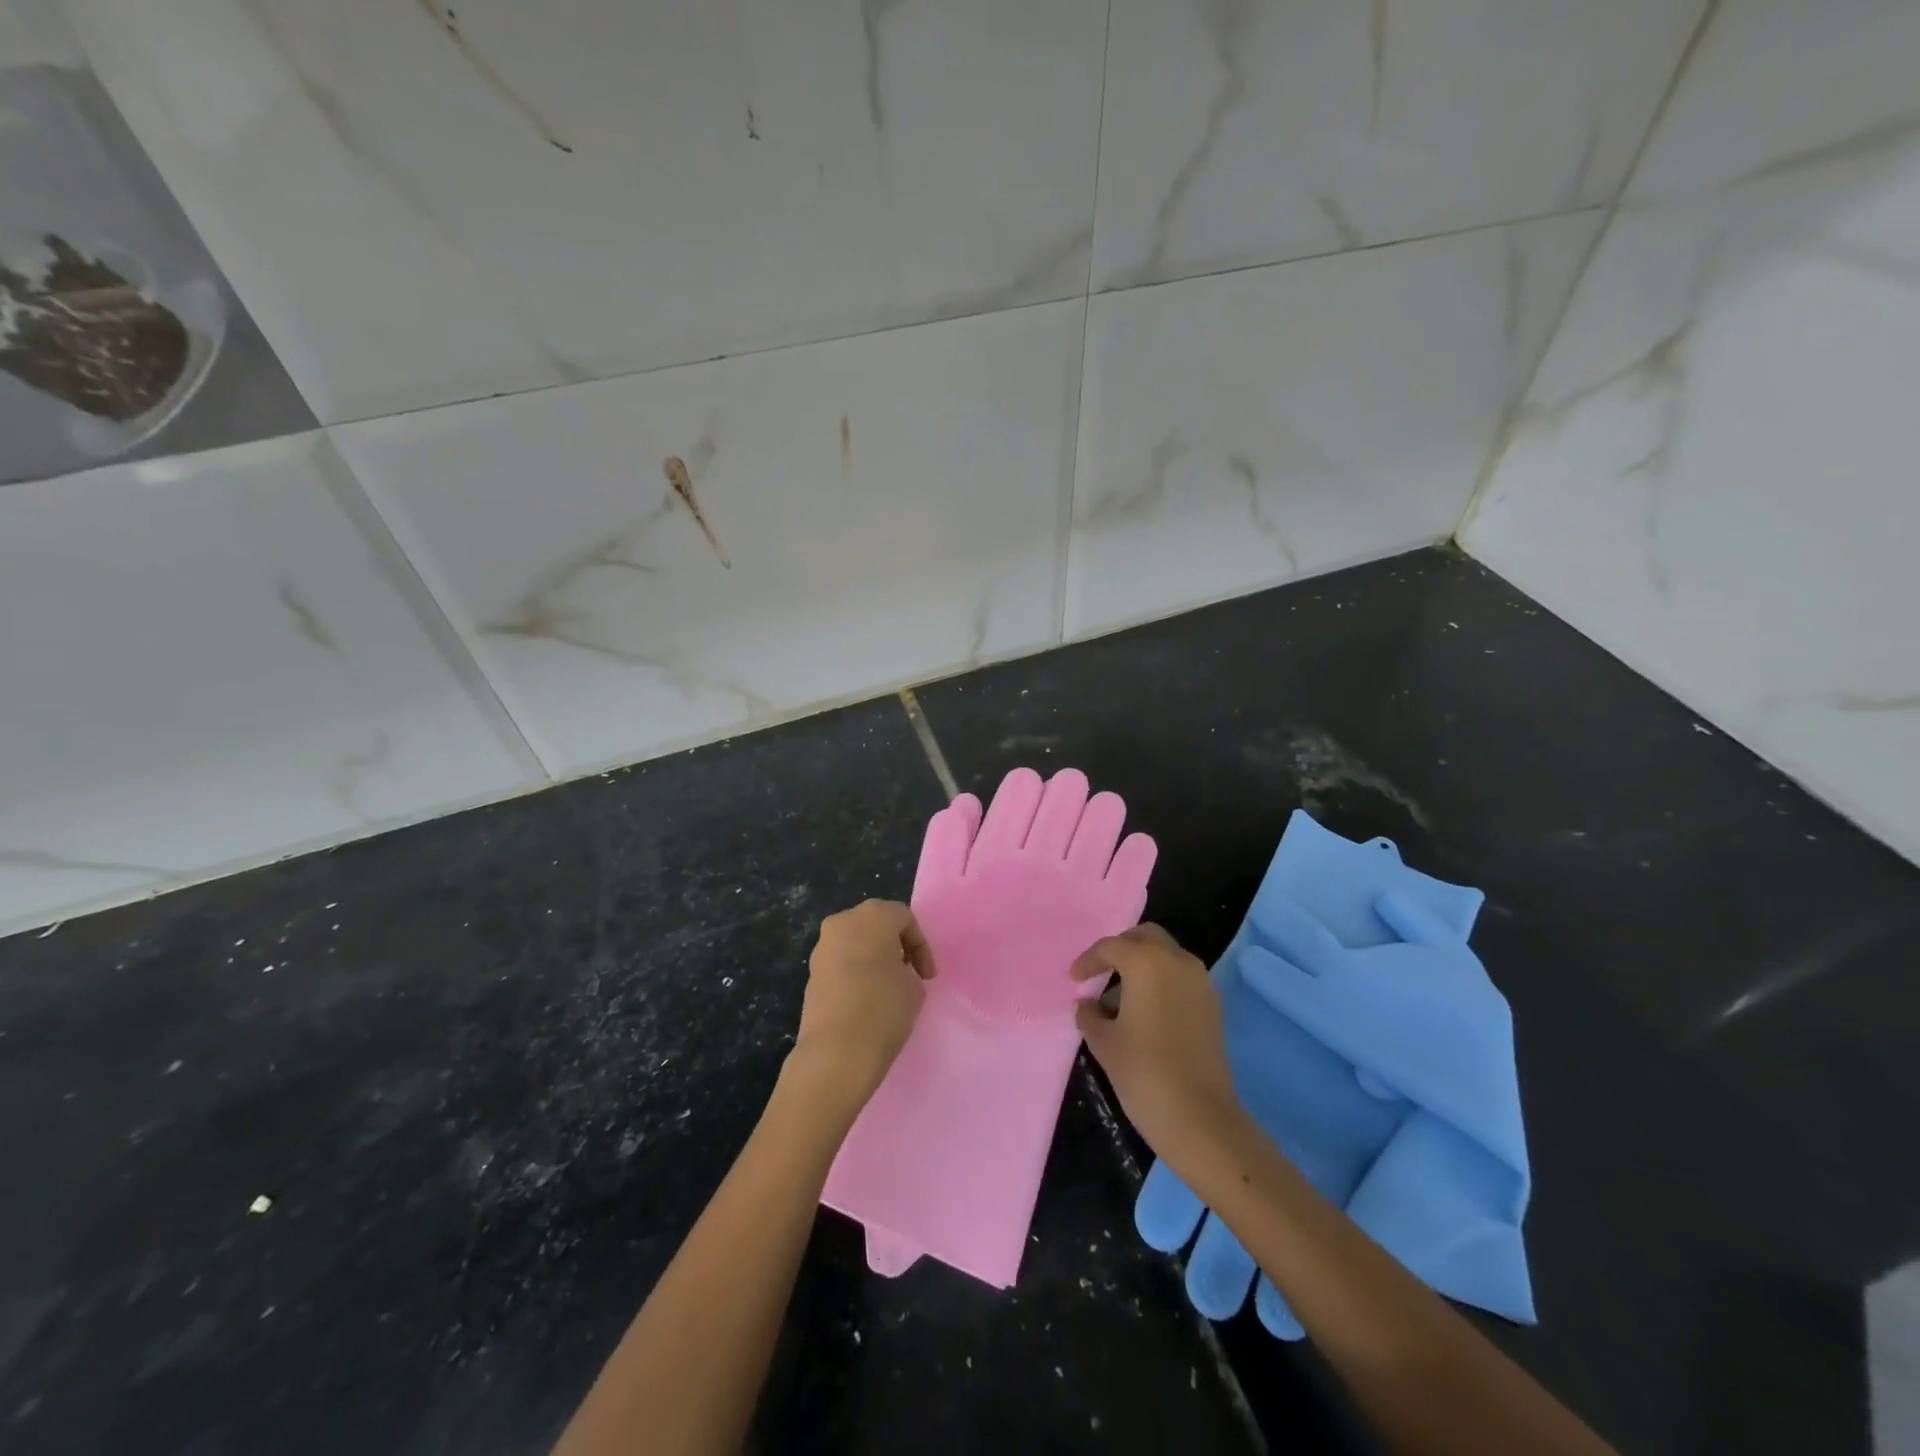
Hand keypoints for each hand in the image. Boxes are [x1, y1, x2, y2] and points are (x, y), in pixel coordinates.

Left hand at [787, 900, 935, 1113]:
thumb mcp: (914, 987)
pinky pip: (840, 963)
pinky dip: (855, 972)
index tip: (927, 976)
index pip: (904, 918)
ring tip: (887, 987)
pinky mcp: (811, 973)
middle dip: (895, 945)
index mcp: (872, 916)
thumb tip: (894, 973)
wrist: (835, 1052)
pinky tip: (865, 999)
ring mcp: (822, 948)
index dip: (921, 946)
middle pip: (876, 924)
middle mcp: (842, 923)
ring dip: (873, 958)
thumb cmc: (883, 1009)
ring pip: (855, 942)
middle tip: (909, 972)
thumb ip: (908, 969)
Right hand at [1072, 925, 1247, 1179]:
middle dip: (1121, 949)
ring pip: (1166, 955)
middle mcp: (1177, 961)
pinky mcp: (1213, 1004)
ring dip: (1143, 965)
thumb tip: (1086, 1004)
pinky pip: (1180, 976)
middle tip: (1100, 973)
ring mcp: (1200, 981)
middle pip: (1145, 937)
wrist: (1200, 1118)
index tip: (1073, 979)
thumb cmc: (1143, 1072)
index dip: (1088, 961)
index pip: (1111, 947)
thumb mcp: (1104, 1042)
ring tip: (1119, 998)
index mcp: (1147, 962)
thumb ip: (1089, 1014)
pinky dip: (1161, 981)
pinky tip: (1144, 1011)